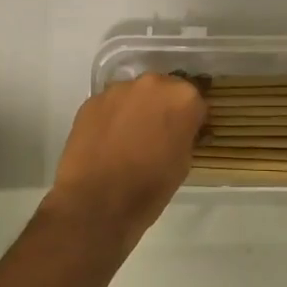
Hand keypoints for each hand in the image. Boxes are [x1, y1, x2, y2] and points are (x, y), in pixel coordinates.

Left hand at [46, 73, 205, 252]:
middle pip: (164, 90)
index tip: (186, 135)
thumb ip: (184, 135)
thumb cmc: (149, 187)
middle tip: (157, 135)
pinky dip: (113, 118)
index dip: (191, 120)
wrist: (95, 202)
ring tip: (129, 140)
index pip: (195, 101)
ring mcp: (118, 90)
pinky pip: (110, 105)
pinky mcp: (91, 100)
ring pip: (135, 95)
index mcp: (183, 98)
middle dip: (163, 108)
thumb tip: (178, 130)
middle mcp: (152, 84)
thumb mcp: (183, 163)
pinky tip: (108, 142)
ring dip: (137, 110)